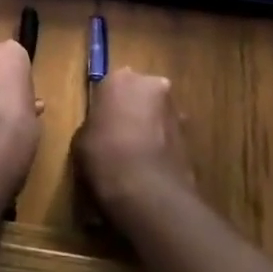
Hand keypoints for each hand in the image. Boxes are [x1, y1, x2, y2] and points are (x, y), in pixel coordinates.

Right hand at [74, 67, 194, 220]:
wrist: (147, 192)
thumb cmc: (104, 157)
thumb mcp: (81, 141)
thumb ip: (93, 127)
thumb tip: (101, 133)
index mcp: (120, 79)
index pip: (111, 87)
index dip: (106, 107)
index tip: (102, 126)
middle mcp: (151, 85)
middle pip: (140, 95)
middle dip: (134, 112)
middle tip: (121, 139)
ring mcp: (175, 111)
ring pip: (158, 116)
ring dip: (151, 130)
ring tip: (138, 160)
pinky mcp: (191, 137)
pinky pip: (170, 139)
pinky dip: (163, 149)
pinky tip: (151, 171)